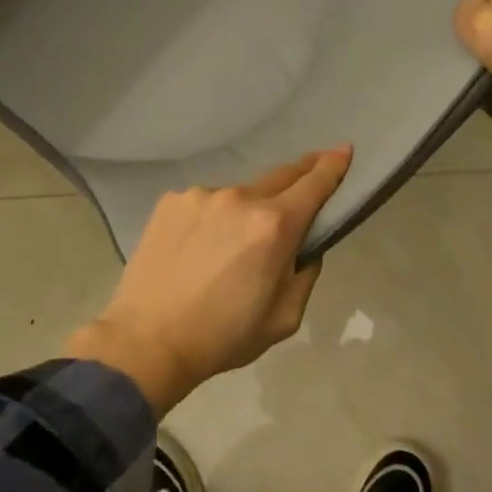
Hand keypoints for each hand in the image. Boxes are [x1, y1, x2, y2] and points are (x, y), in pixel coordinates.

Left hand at [65, 148, 352, 415]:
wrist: (148, 341)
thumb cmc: (223, 336)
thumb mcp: (285, 318)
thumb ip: (305, 272)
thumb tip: (304, 245)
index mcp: (274, 226)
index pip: (314, 184)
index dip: (332, 166)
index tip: (343, 150)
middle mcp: (239, 198)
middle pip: (279, 177)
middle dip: (298, 176)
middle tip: (308, 177)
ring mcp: (200, 195)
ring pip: (237, 196)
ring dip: (244, 211)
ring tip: (228, 247)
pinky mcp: (170, 201)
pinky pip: (204, 204)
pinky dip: (211, 219)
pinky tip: (196, 248)